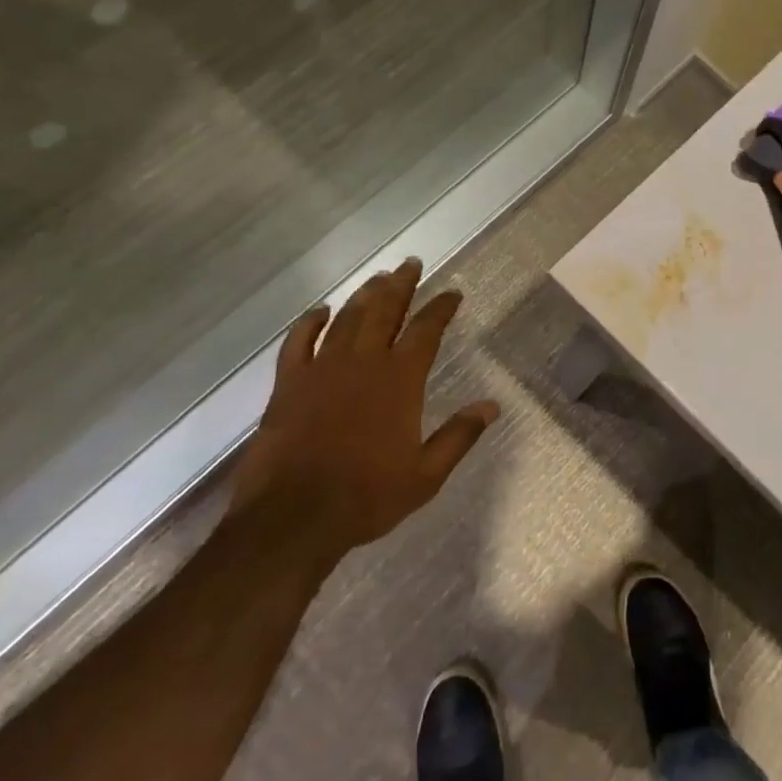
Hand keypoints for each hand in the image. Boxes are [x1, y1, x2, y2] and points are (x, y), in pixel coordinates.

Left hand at [231, 259, 499, 550]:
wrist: (292, 517)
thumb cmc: (366, 496)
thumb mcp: (426, 474)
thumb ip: (459, 436)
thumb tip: (492, 406)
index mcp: (399, 380)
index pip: (426, 331)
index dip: (441, 308)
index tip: (453, 293)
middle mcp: (363, 363)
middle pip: (385, 311)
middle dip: (401, 285)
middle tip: (411, 263)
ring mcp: (322, 369)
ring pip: (347, 319)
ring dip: (364, 295)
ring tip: (378, 277)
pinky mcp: (289, 383)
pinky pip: (298, 341)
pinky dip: (310, 322)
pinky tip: (321, 311)